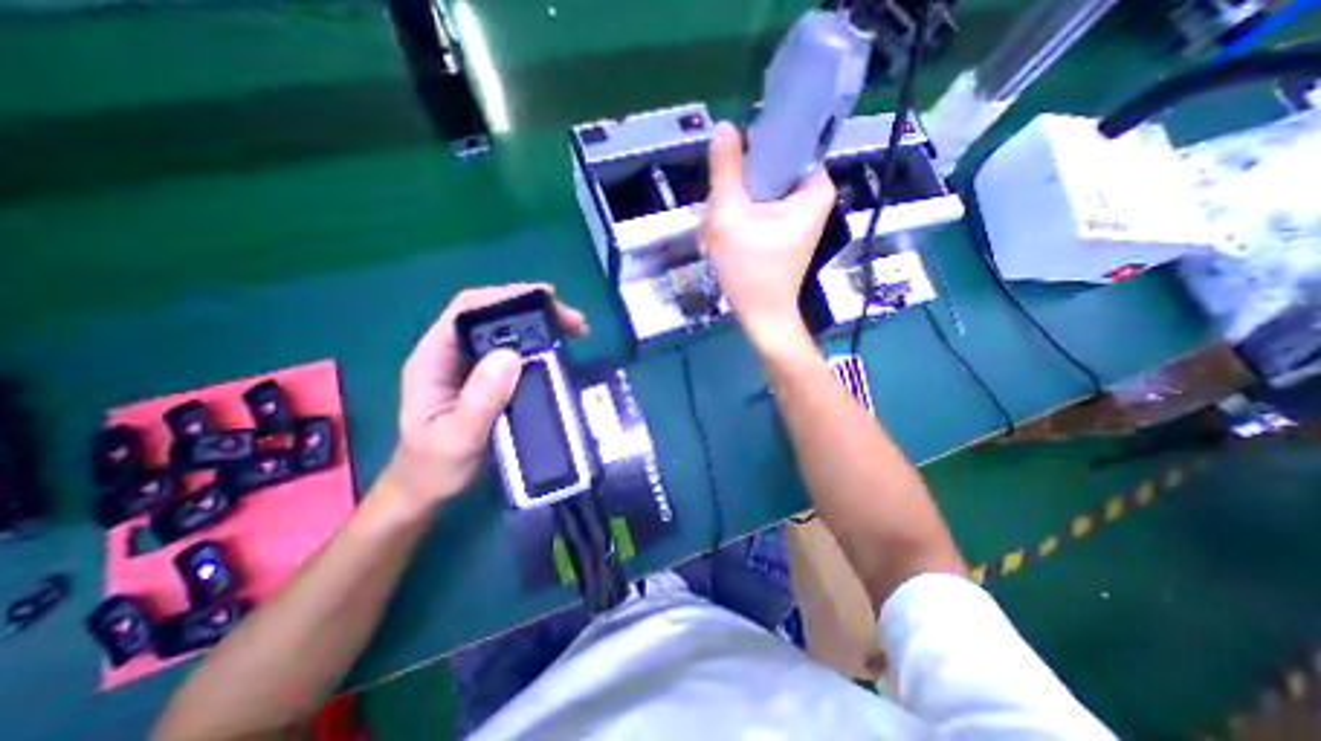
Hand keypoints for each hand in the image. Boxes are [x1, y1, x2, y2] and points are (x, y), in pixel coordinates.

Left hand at [382, 284, 586, 513]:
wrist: (430, 491)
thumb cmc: (435, 468)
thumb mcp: (456, 439)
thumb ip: (480, 401)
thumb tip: (512, 355)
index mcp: (434, 359)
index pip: (466, 310)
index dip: (505, 297)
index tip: (546, 298)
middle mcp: (453, 355)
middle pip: (493, 315)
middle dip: (534, 310)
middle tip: (573, 321)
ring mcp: (473, 367)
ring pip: (508, 332)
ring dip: (542, 327)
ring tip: (576, 332)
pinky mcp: (490, 380)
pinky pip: (518, 354)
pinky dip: (542, 347)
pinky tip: (561, 352)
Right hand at [701, 119, 835, 349]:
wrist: (761, 316)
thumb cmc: (751, 272)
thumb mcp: (730, 218)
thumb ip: (726, 171)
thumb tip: (724, 126)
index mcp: (814, 187)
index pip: (786, 143)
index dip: (752, 150)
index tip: (730, 175)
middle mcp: (811, 196)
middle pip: (766, 170)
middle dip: (735, 193)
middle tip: (719, 221)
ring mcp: (796, 214)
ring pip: (755, 191)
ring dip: (730, 210)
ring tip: (717, 238)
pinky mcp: (782, 229)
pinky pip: (756, 209)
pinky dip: (737, 222)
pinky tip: (722, 241)